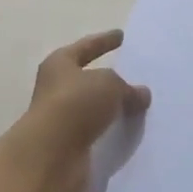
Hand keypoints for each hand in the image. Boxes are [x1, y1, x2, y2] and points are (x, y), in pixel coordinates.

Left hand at [8, 30, 150, 191]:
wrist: (50, 156)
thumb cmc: (76, 104)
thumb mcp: (109, 85)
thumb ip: (127, 88)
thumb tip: (141, 94)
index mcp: (60, 64)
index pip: (86, 47)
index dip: (104, 41)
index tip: (121, 35)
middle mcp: (56, 89)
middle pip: (88, 78)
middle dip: (110, 78)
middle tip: (136, 74)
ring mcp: (61, 119)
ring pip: (93, 108)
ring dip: (112, 108)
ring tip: (140, 106)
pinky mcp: (69, 146)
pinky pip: (97, 133)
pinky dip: (111, 131)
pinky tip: (131, 131)